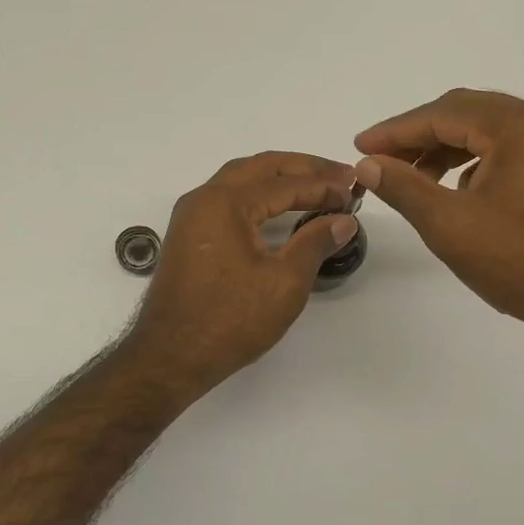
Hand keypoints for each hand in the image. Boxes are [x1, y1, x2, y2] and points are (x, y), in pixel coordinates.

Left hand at [126, 152, 358, 391]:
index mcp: (225, 203)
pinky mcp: (188, 236)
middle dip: (303, 168)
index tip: (353, 192)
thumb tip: (343, 220)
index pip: (285, 183)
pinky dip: (257, 194)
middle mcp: (204, 198)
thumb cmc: (230, 320)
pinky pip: (227, 198)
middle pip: (260, 167)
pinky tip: (277, 208)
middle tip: (340, 175)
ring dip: (278, 177)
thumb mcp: (284, 283)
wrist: (170, 357)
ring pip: (240, 179)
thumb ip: (315, 243)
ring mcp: (191, 216)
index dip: (323, 186)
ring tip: (314, 185)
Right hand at [354, 89, 523, 354]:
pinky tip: (460, 191)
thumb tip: (368, 164)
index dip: (396, 130)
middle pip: (468, 114)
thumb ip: (404, 187)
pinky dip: (477, 162)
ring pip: (490, 132)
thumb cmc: (523, 261)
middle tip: (381, 159)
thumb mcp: (451, 225)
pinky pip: (511, 151)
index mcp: (520, 125)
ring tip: (414, 178)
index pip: (444, 113)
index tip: (360, 145)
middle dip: (420, 136)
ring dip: (448, 149)